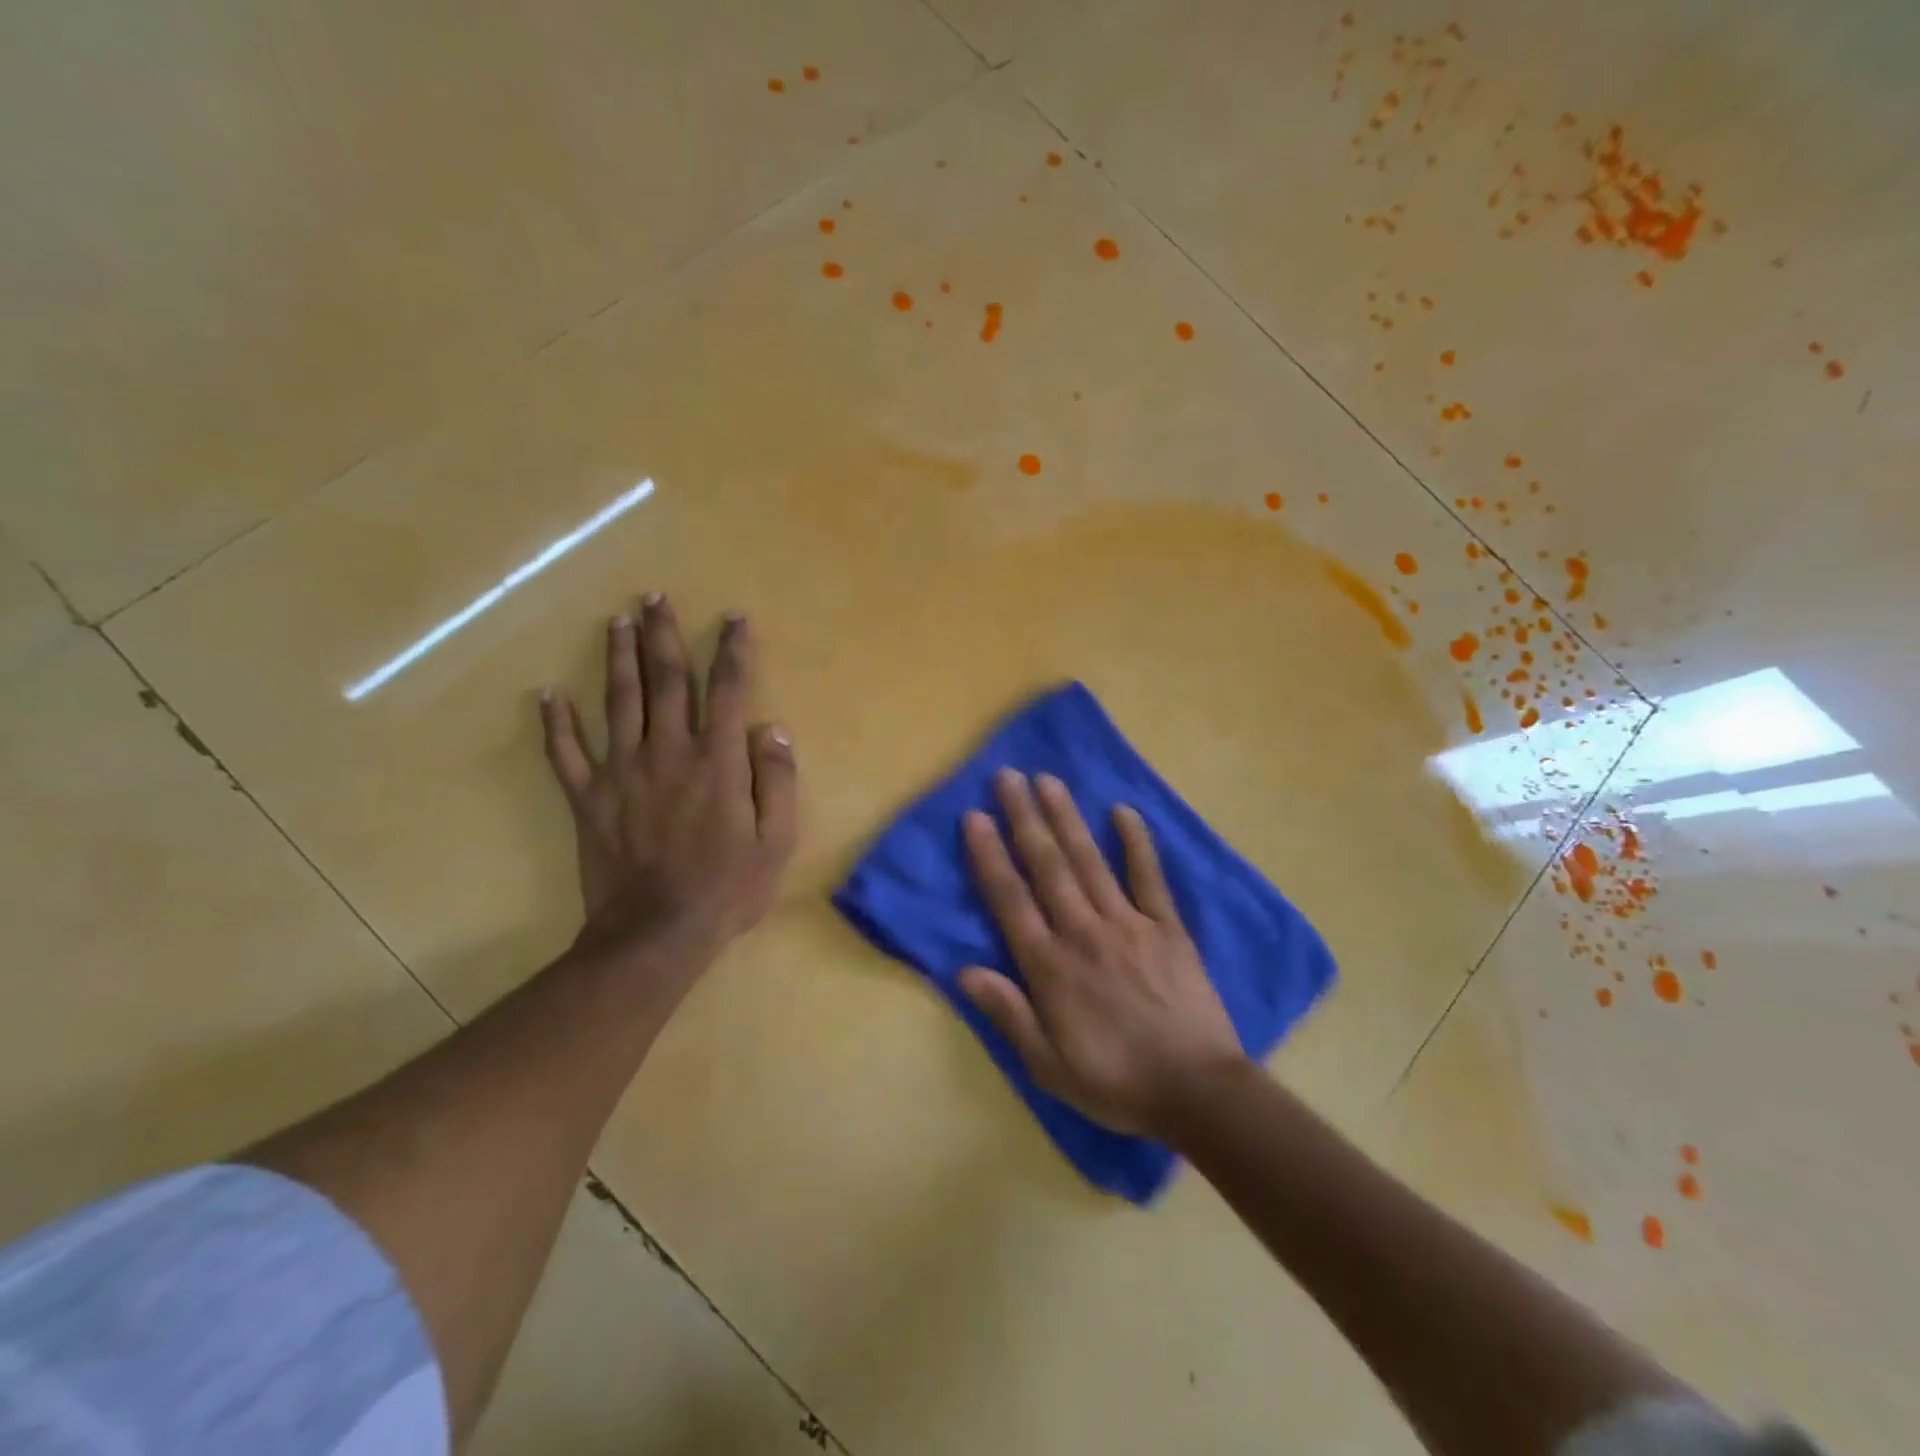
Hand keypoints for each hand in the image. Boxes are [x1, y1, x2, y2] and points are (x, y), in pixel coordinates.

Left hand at [540, 595, 797, 973]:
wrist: (656, 934)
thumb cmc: (726, 889)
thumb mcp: (776, 841)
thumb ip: (777, 782)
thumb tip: (771, 730)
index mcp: (716, 761)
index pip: (726, 690)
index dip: (733, 650)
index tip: (735, 618)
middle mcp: (667, 753)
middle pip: (665, 681)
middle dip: (663, 635)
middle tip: (657, 597)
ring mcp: (621, 773)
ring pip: (617, 702)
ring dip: (617, 657)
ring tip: (617, 620)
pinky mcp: (588, 799)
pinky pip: (566, 754)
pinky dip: (556, 723)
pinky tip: (548, 695)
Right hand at [959, 769, 1245, 1138]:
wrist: (1197, 1091)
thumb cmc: (1116, 1082)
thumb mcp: (1048, 1066)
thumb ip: (1008, 1014)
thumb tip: (963, 971)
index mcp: (1051, 966)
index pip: (1011, 899)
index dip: (990, 856)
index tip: (975, 816)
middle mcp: (1084, 932)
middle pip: (1047, 866)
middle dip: (1025, 818)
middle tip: (1009, 776)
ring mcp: (1129, 924)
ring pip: (1089, 861)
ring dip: (1066, 818)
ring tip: (1049, 780)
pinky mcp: (1167, 927)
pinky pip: (1149, 877)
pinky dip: (1136, 842)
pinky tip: (1123, 811)